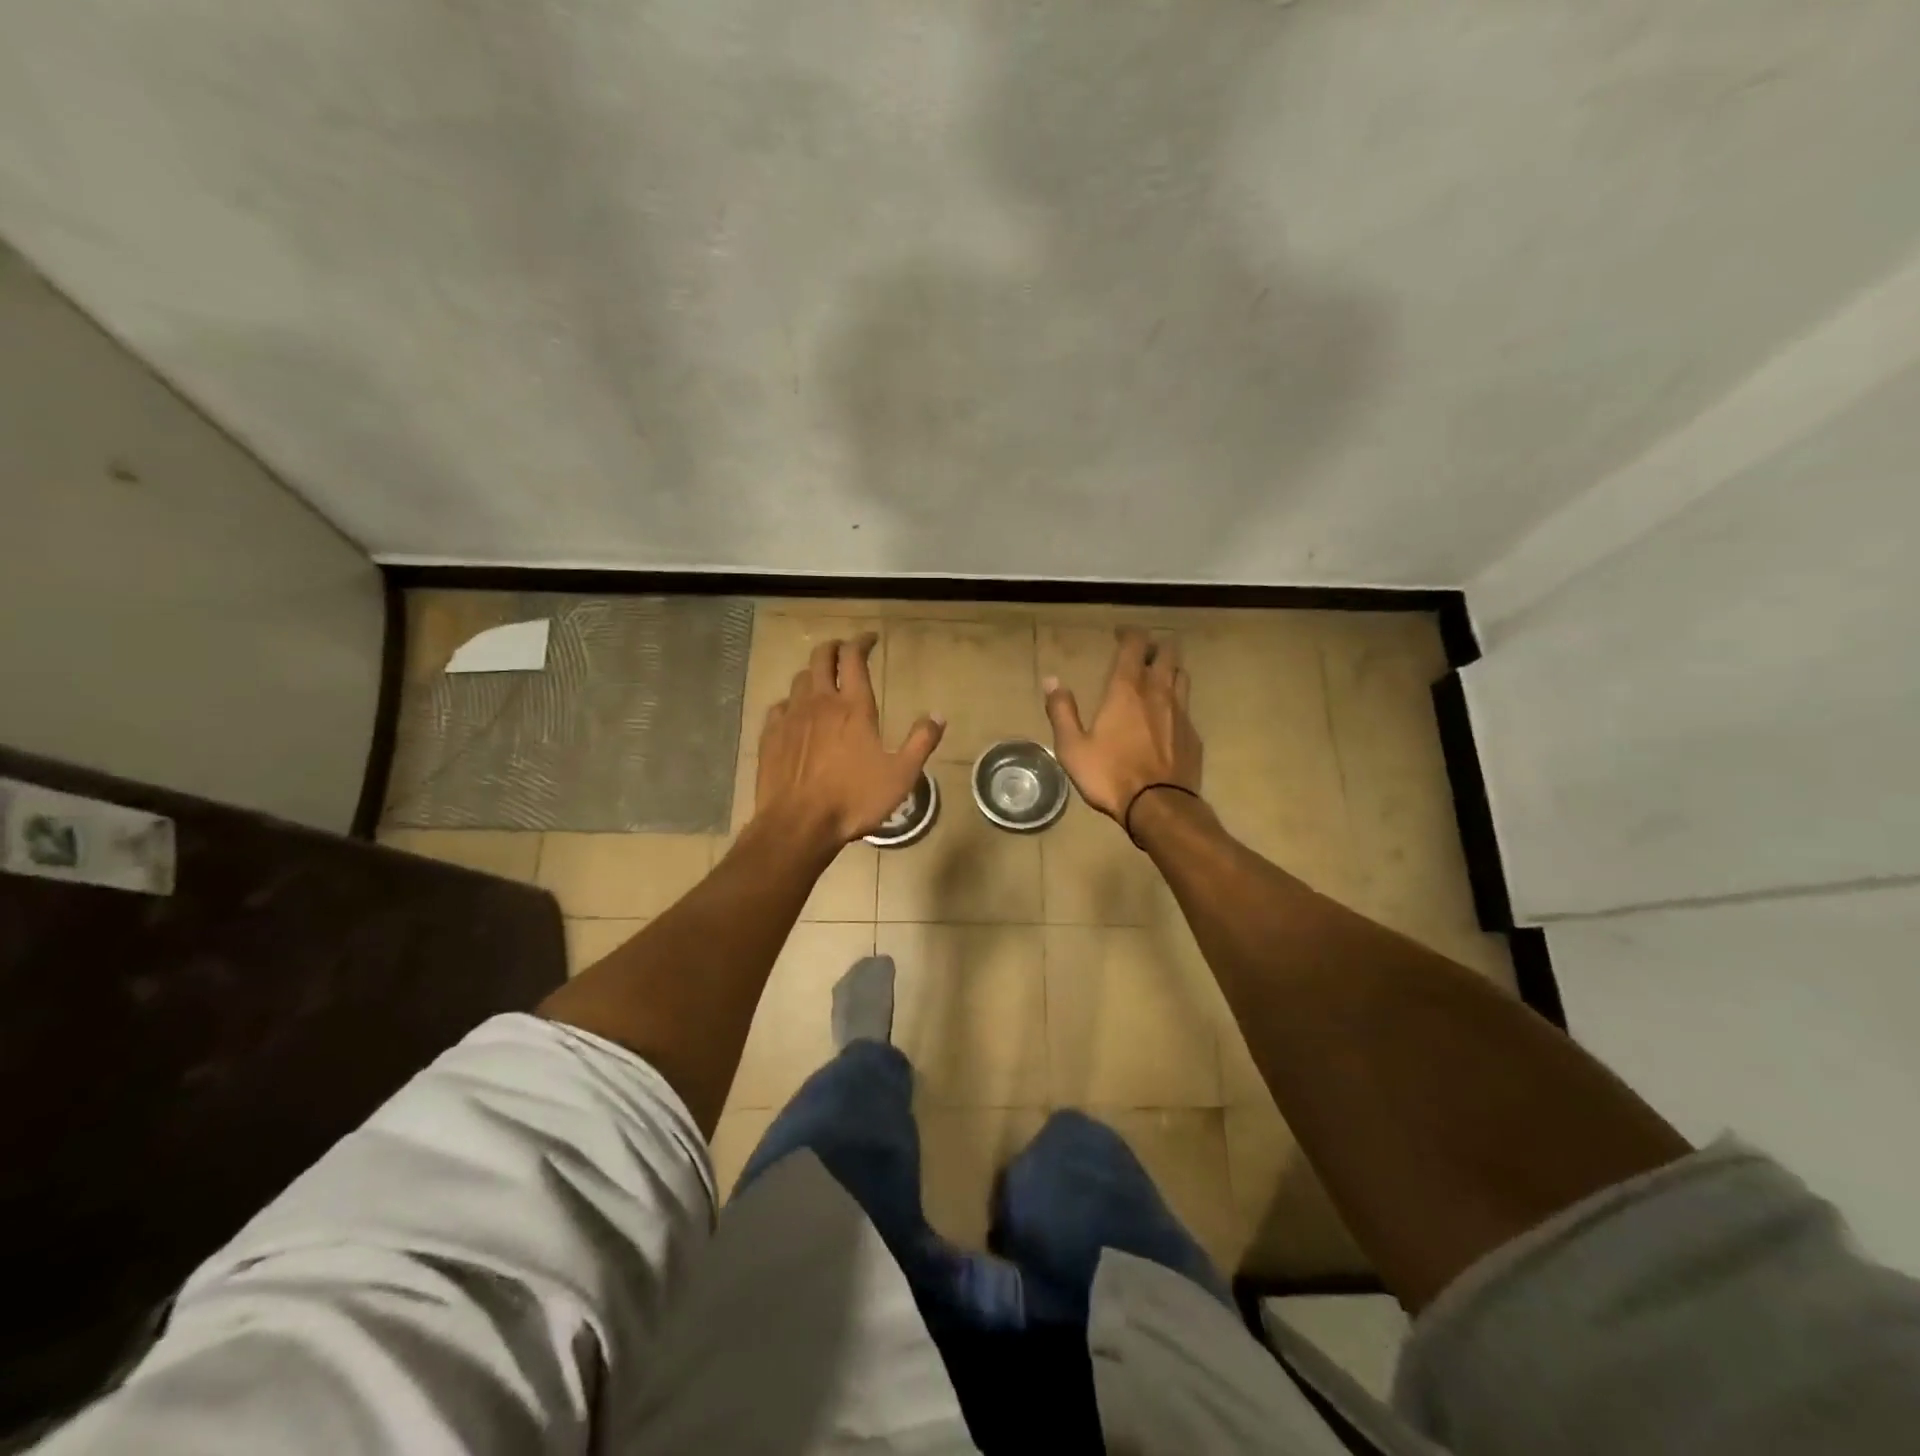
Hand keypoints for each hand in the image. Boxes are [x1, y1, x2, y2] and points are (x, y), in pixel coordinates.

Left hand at [755, 634, 944, 847]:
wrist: (798, 825)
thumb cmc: (854, 800)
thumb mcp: (901, 775)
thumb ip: (921, 742)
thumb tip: (938, 715)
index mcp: (853, 707)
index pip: (854, 658)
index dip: (862, 642)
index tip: (870, 639)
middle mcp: (820, 702)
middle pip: (821, 657)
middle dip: (834, 647)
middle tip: (845, 651)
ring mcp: (791, 717)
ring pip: (799, 679)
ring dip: (813, 674)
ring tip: (823, 683)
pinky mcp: (770, 736)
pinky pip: (780, 707)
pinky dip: (792, 703)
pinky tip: (796, 715)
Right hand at [1043, 627, 1201, 821]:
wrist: (1159, 807)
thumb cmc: (1110, 775)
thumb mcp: (1073, 747)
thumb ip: (1061, 711)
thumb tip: (1052, 681)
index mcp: (1127, 690)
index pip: (1135, 645)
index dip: (1130, 634)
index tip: (1120, 634)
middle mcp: (1158, 692)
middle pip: (1168, 653)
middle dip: (1155, 646)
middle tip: (1141, 653)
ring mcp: (1181, 713)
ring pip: (1182, 675)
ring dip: (1170, 669)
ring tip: (1158, 676)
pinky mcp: (1193, 735)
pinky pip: (1187, 707)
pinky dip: (1176, 702)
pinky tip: (1167, 717)